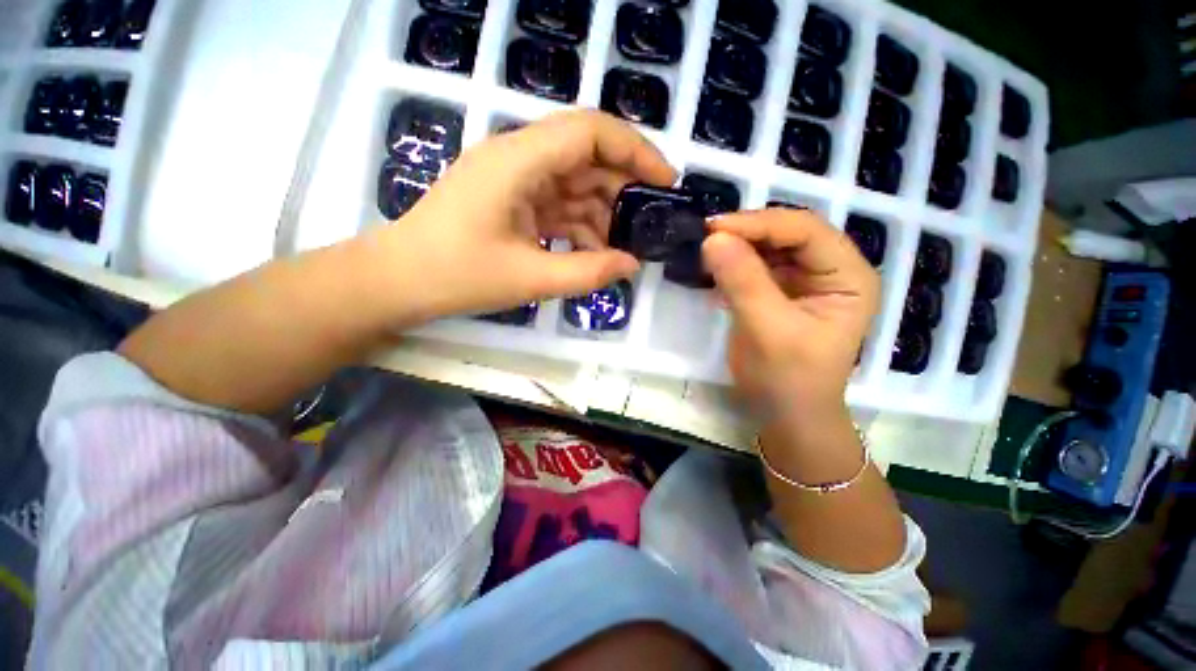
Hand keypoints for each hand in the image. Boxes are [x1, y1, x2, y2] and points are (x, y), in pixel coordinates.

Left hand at [379, 110, 675, 319]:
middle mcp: (518, 157)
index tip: (665, 182)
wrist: (399, 281)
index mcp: (519, 160)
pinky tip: (593, 252)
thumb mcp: (531, 278)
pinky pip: (558, 204)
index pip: (590, 131)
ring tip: (624, 247)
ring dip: (602, 213)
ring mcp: (514, 179)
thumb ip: (588, 272)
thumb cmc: (457, 276)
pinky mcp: (512, 199)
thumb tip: (632, 265)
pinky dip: (580, 226)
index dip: (636, 150)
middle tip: (649, 224)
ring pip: (575, 183)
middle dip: (623, 189)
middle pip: (587, 156)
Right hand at [702, 209, 879, 421]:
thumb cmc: (788, 378)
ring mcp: (804, 281)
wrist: (785, 414)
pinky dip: (733, 264)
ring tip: (706, 251)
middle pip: (788, 234)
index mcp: (848, 276)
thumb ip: (743, 282)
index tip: (715, 228)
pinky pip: (756, 266)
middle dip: (747, 233)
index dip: (761, 224)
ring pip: (769, 248)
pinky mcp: (780, 292)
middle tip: (706, 237)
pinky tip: (714, 269)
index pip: (807, 231)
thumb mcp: (768, 329)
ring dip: (737, 247)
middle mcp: (831, 271)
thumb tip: (713, 238)